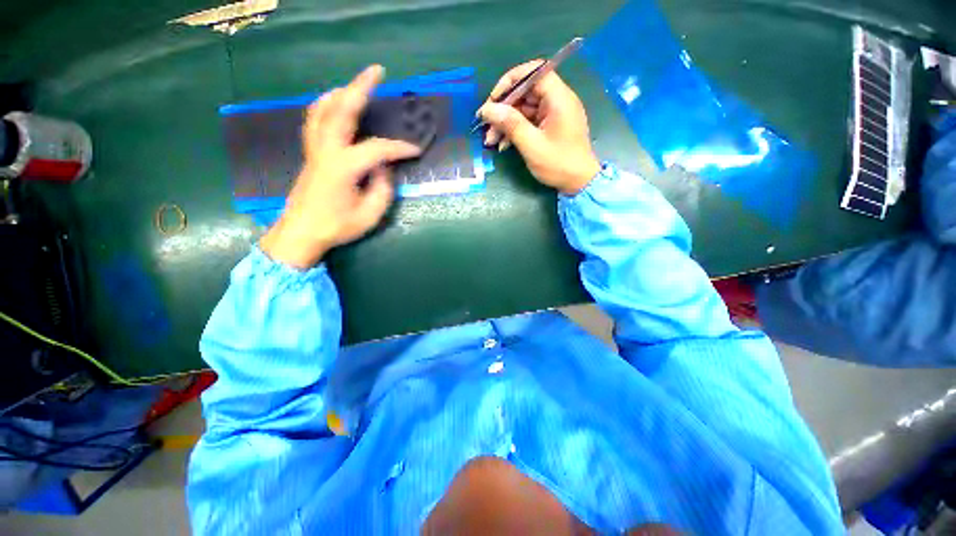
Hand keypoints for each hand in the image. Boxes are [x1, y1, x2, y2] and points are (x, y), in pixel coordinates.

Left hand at [260, 65, 421, 268]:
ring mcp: (315, 150)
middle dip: (361, 88)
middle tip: (377, 71)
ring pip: (323, 110)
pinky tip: (333, 105)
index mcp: (343, 167)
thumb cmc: (337, 226)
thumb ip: (382, 189)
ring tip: (355, 85)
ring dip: (340, 92)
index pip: (377, 149)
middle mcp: (327, 151)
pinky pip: (315, 121)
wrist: (301, 232)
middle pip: (342, 110)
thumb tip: (383, 169)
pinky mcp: (310, 154)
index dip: (399, 148)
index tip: (416, 151)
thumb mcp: (370, 214)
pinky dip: (324, 106)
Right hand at [478, 61, 600, 194]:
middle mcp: (557, 100)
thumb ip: (510, 124)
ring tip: (491, 141)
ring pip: (524, 109)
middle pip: (526, 92)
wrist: (579, 183)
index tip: (493, 100)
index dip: (510, 81)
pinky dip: (515, 130)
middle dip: (504, 108)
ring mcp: (554, 114)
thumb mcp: (532, 145)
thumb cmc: (558, 164)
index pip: (533, 72)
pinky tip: (503, 145)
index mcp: (558, 98)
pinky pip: (529, 121)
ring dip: (506, 122)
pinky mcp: (550, 127)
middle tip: (487, 126)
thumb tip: (487, 109)